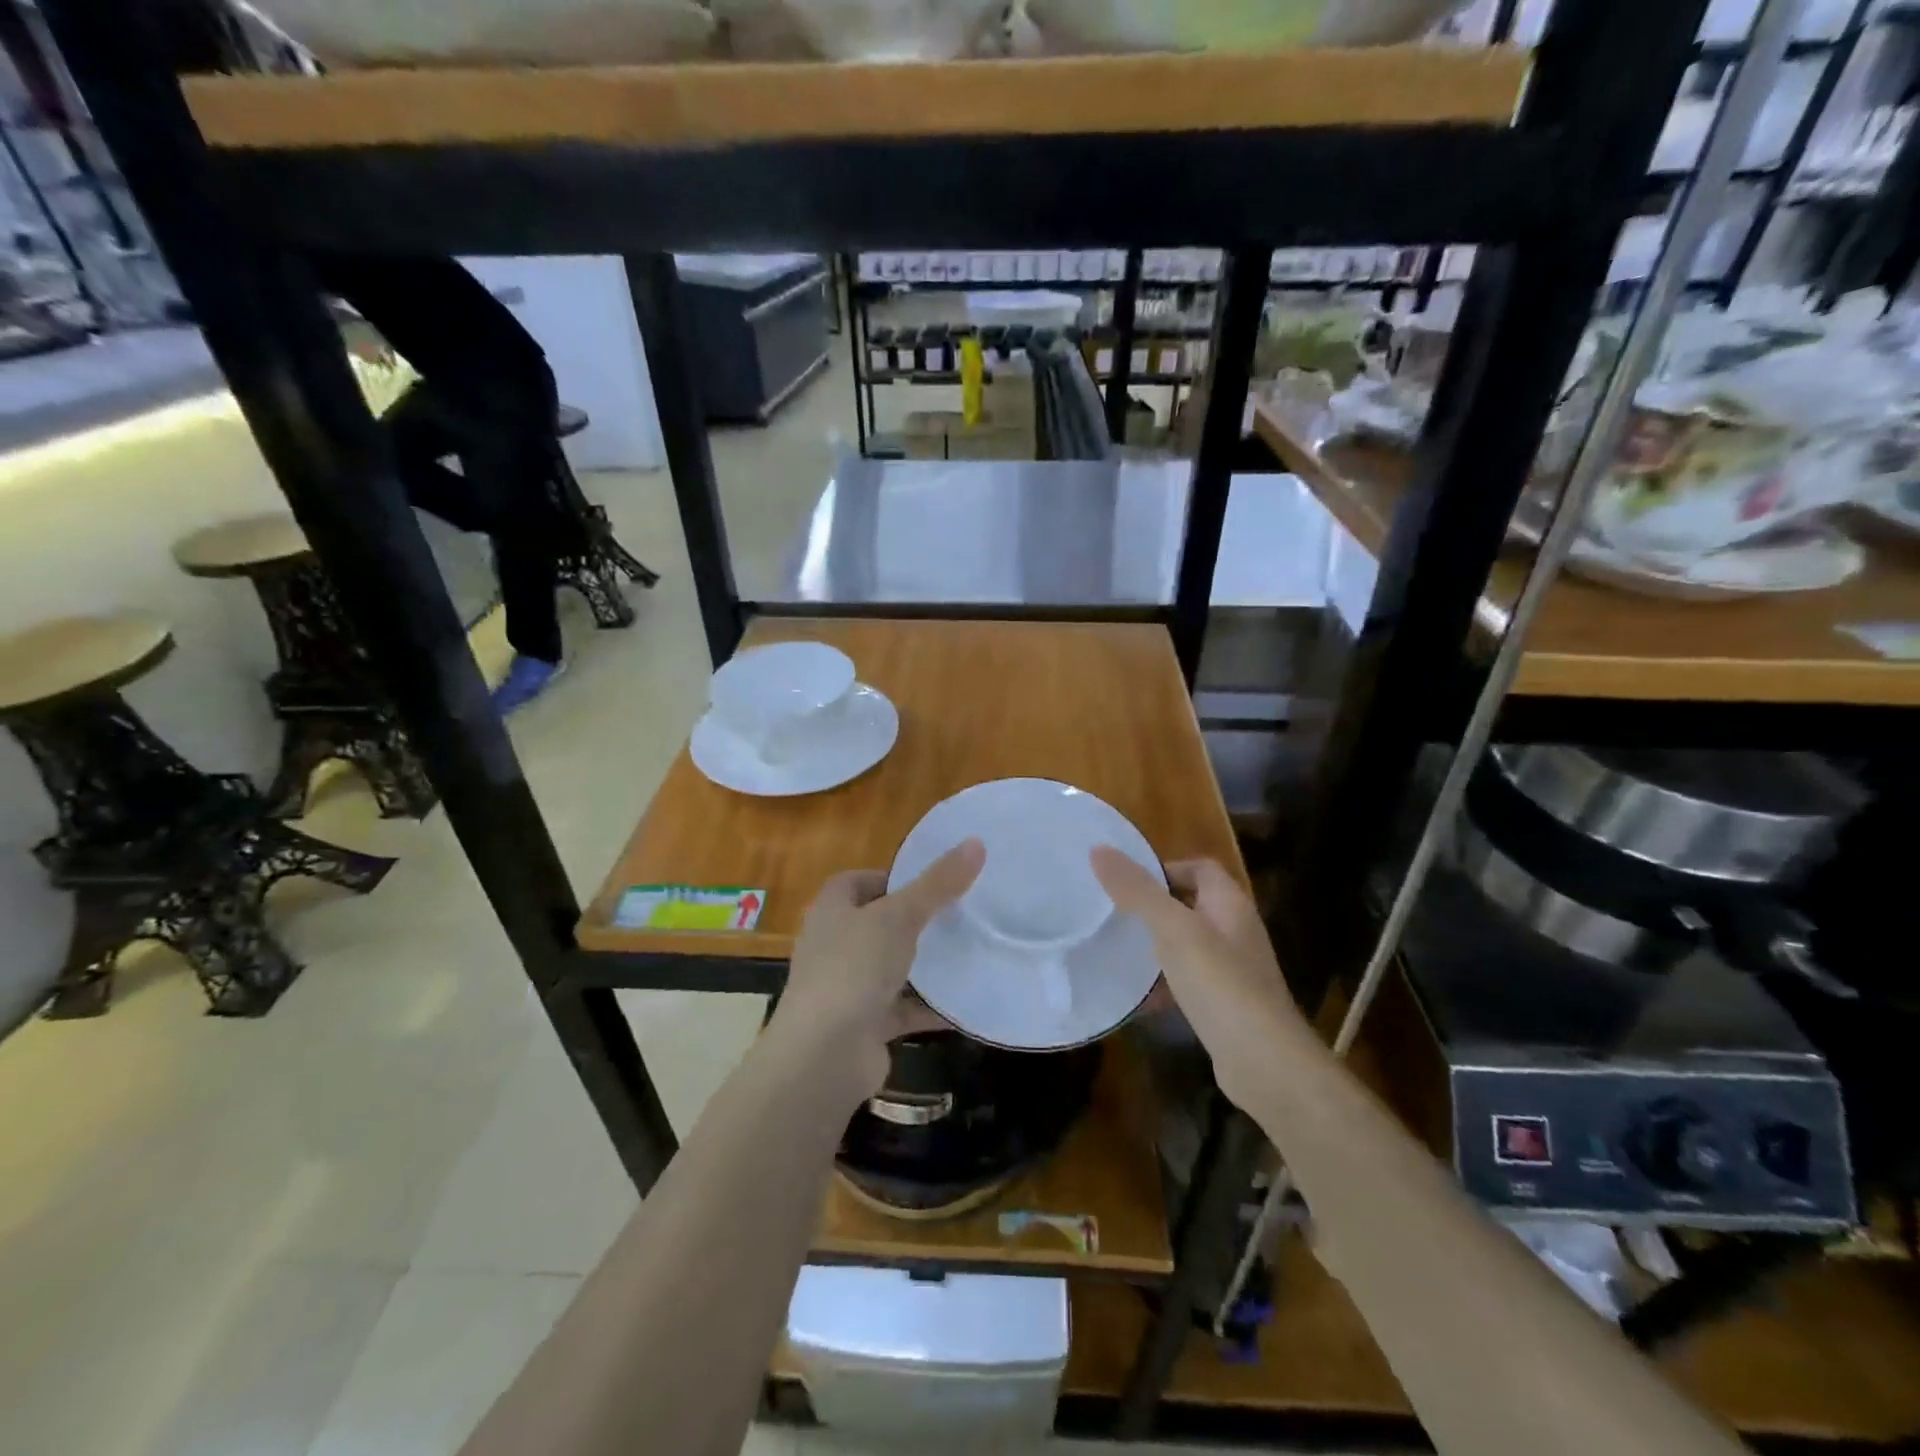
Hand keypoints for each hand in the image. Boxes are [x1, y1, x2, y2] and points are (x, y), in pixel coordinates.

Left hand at [772, 838, 985, 1102]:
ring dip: (923, 964)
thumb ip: (938, 883)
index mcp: (831, 910)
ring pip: (891, 967)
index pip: (858, 881)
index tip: (932, 881)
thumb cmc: (854, 969)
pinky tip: (964, 1002)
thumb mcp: (900, 916)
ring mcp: (846, 987)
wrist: (824, 1056)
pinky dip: (928, 1006)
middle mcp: (833, 945)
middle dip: (914, 920)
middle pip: (878, 924)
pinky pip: (902, 1008)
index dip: (892, 877)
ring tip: (968, 951)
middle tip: (959, 914)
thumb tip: (976, 842)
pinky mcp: (864, 1025)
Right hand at [1091, 850, 1304, 1108]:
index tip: (1125, 881)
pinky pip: (1189, 982)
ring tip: (1117, 950)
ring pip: (1188, 945)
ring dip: (1156, 946)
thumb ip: (1138, 890)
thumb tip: (1099, 849)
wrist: (1265, 1063)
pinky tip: (1138, 997)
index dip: (1165, 867)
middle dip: (1153, 907)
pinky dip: (1164, 984)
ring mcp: (1234, 971)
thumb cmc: (1221, 984)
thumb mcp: (1173, 930)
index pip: (1200, 867)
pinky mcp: (1226, 1006)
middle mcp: (1236, 931)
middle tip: (1112, 913)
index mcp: (1230, 904)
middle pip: (1191, 905)